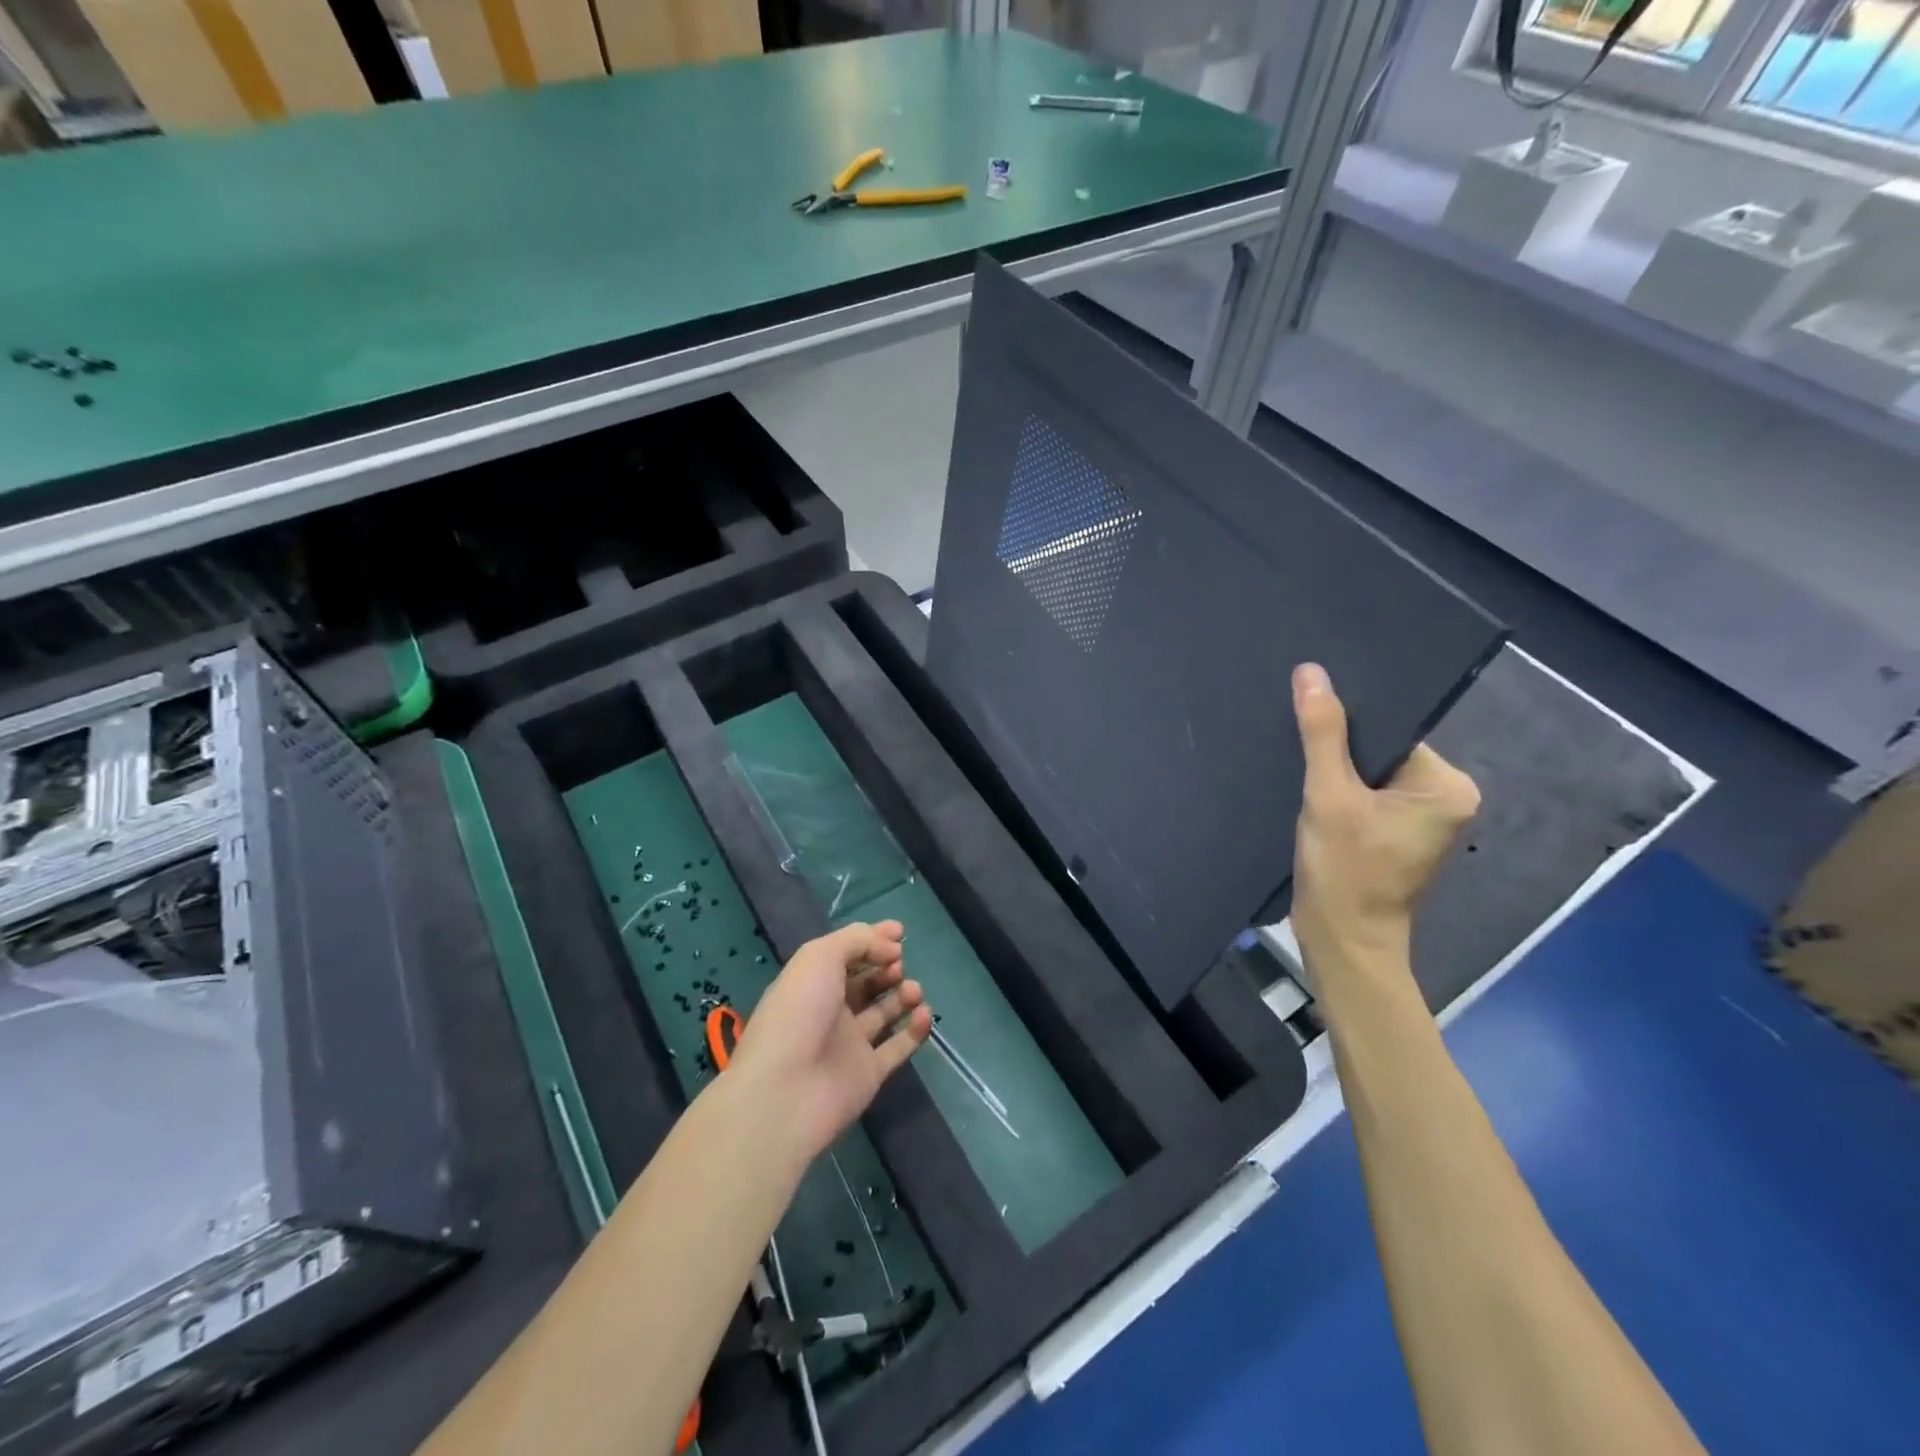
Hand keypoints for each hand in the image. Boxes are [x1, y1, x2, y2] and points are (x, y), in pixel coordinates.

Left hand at [726, 920, 931, 1161]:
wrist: (785, 1093)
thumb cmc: (798, 1012)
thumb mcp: (820, 957)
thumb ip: (858, 941)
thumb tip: (891, 950)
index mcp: (812, 981)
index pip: (846, 953)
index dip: (872, 939)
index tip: (900, 932)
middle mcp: (830, 1010)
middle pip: (866, 982)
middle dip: (887, 967)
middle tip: (898, 964)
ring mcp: (849, 1044)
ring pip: (884, 1012)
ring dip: (903, 995)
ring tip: (913, 990)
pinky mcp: (869, 1074)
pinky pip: (898, 1047)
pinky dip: (915, 1029)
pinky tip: (923, 1014)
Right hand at [1291, 663, 1479, 977]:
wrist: (1340, 941)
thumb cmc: (1345, 870)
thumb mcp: (1329, 796)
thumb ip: (1322, 733)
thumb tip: (1311, 672)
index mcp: (1447, 786)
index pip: (1394, 732)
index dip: (1350, 723)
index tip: (1309, 714)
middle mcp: (1445, 799)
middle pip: (1382, 751)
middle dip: (1340, 749)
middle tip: (1295, 739)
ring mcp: (1421, 820)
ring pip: (1370, 773)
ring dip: (1335, 770)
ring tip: (1296, 761)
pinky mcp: (1395, 834)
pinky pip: (1366, 795)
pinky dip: (1338, 791)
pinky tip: (1307, 789)